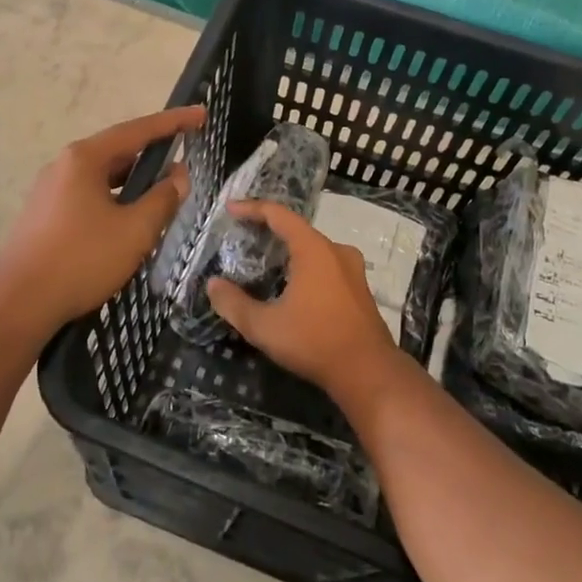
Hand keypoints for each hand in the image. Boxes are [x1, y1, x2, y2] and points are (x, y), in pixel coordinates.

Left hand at [0, 105, 204, 329]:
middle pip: (118, 150)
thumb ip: (162, 198)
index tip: (201, 114)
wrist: (17, 303)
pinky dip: (116, 197)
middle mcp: (64, 165)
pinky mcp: (46, 214)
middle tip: (186, 155)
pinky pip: (90, 194)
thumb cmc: (81, 259)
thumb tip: (179, 175)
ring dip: (135, 180)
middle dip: (154, 153)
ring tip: (164, 190)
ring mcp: (51, 190)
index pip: (138, 130)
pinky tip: (130, 218)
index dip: (174, 122)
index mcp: (85, 158)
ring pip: (104, 176)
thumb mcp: (134, 230)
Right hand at [205, 201, 398, 395]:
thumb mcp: (264, 327)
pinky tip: (294, 286)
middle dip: (270, 230)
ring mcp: (353, 270)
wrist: (369, 372)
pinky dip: (306, 267)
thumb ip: (234, 304)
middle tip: (245, 237)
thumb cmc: (314, 342)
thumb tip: (213, 285)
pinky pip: (327, 266)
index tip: (230, 209)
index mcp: (313, 250)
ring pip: (315, 249)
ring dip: (290, 251)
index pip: (279, 215)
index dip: (252, 208)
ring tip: (266, 261)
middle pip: (298, 230)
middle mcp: (336, 251)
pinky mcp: (360, 290)